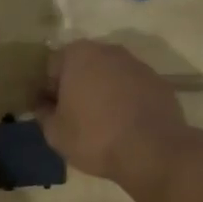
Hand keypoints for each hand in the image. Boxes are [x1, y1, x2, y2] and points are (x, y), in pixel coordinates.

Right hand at [35, 40, 197, 191]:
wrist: (153, 151)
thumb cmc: (95, 137)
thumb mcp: (55, 133)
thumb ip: (43, 113)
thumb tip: (43, 104)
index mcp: (78, 55)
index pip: (53, 66)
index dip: (50, 90)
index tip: (53, 112)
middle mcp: (108, 51)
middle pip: (83, 66)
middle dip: (77, 86)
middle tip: (76, 117)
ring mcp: (137, 64)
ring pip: (111, 75)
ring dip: (104, 91)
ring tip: (103, 123)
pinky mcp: (159, 81)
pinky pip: (134, 88)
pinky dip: (127, 100)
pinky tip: (127, 125)